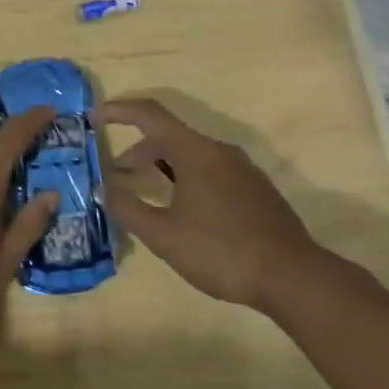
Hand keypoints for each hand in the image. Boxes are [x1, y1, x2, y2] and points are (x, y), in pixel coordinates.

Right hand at [99, 98, 318, 312]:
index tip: (94, 118)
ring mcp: (242, 169)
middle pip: (169, 136)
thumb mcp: (164, 235)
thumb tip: (102, 188)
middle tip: (116, 175)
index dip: (119, 111)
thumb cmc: (222, 252)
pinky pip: (210, 169)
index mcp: (196, 152)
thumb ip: (128, 208)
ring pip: (191, 154)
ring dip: (161, 165)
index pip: (150, 114)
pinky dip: (185, 177)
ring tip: (144, 192)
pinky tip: (182, 209)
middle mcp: (219, 150)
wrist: (294, 277)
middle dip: (137, 150)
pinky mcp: (255, 189)